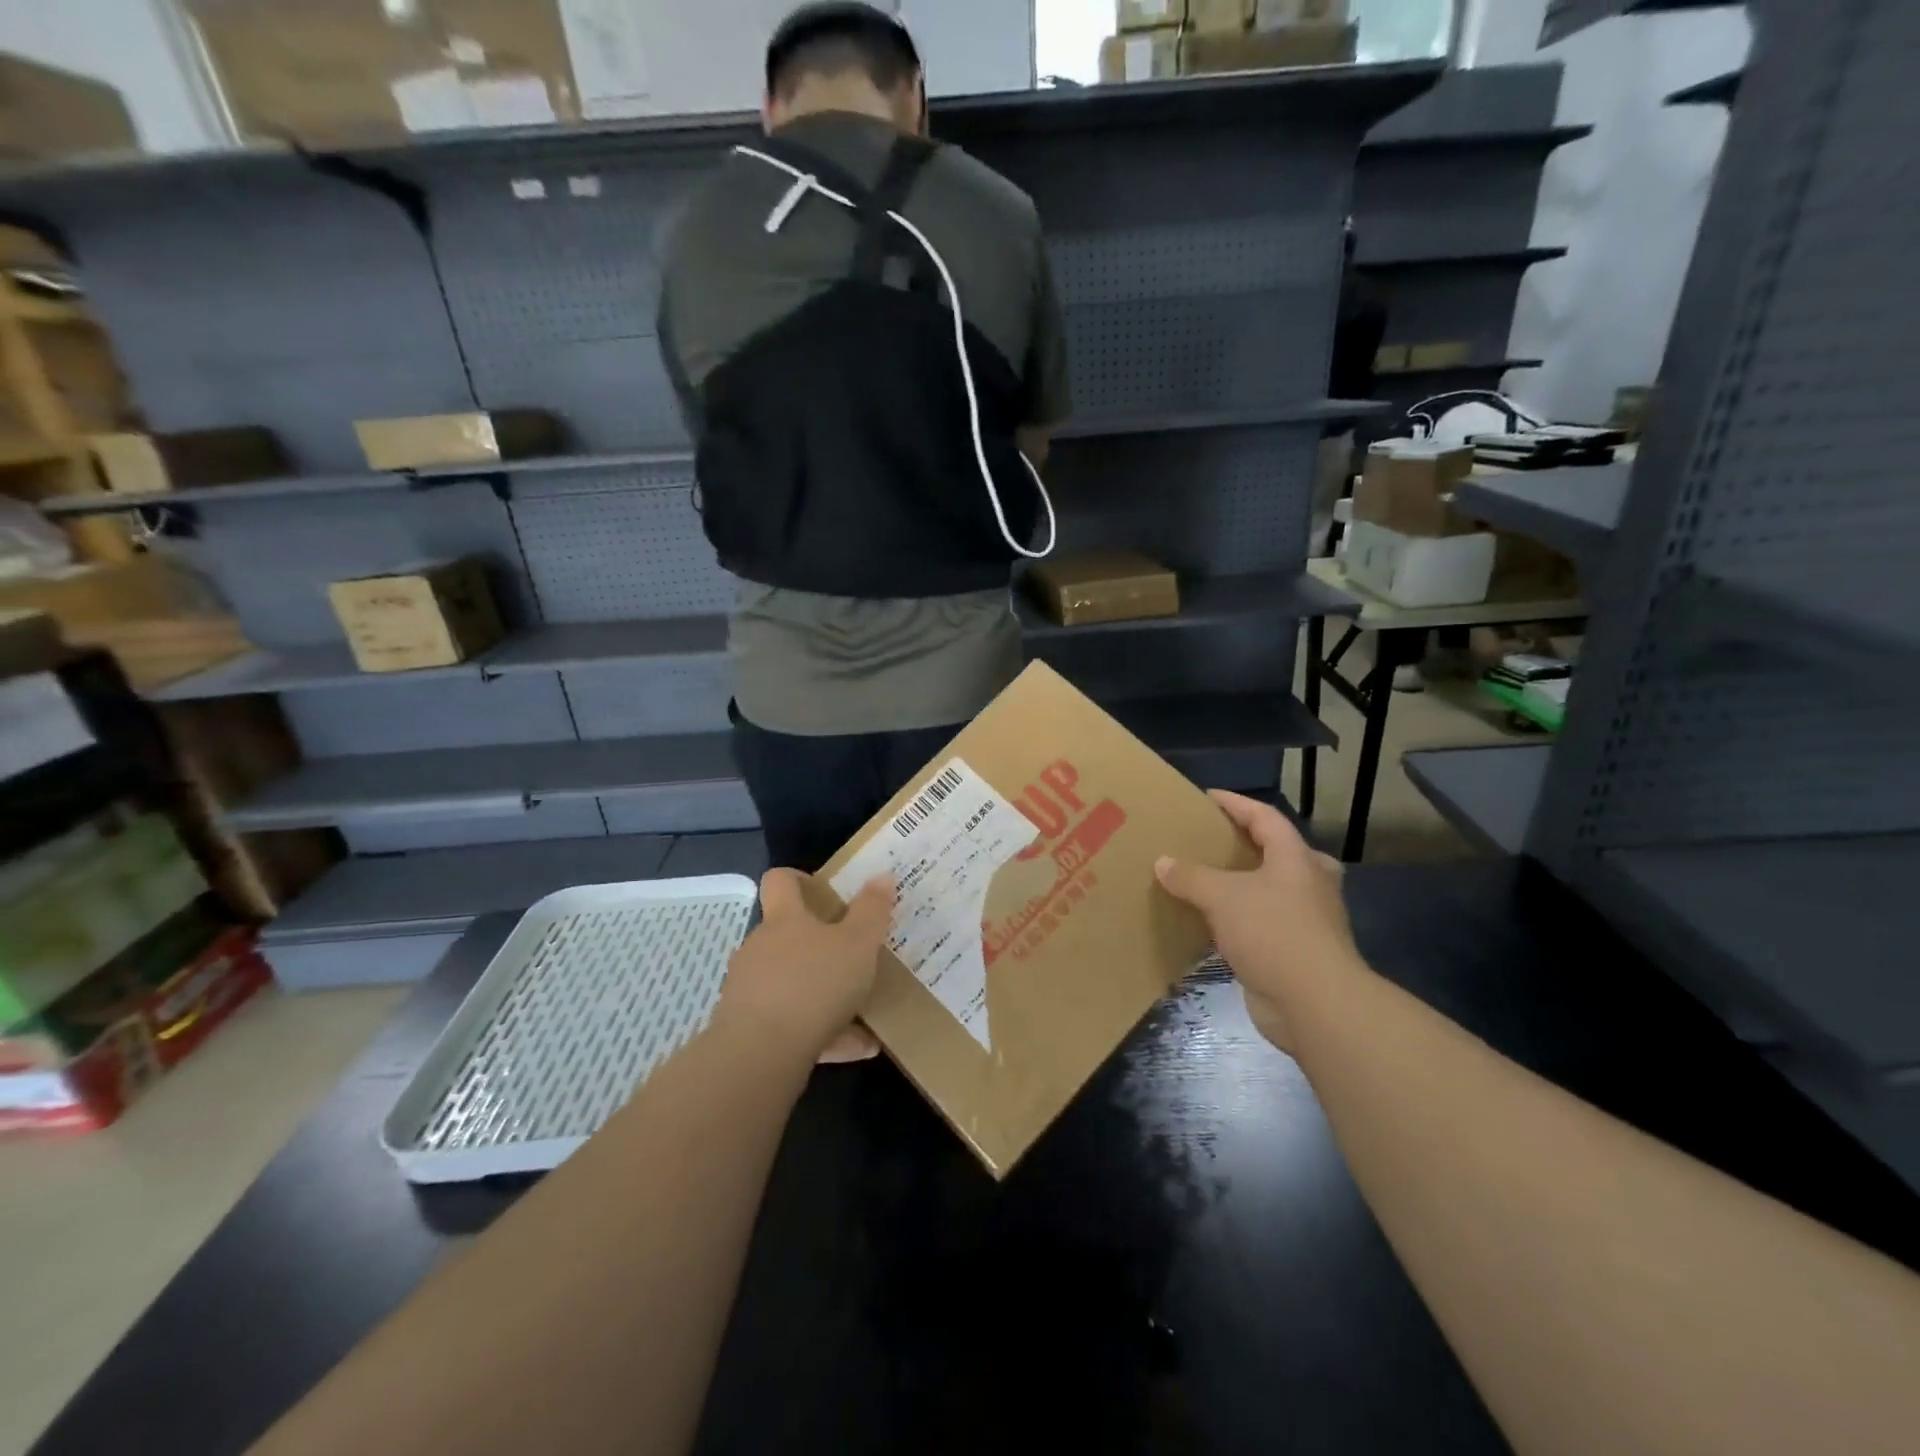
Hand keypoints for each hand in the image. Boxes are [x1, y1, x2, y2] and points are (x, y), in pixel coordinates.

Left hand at [713, 869, 893, 1060]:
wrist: (761, 1054)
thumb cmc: (814, 983)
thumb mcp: (858, 943)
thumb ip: (872, 910)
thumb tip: (883, 875)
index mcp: (785, 919)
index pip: (780, 881)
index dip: (799, 878)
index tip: (824, 890)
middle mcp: (760, 948)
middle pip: (787, 936)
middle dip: (820, 945)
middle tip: (854, 955)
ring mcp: (750, 989)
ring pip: (792, 984)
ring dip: (824, 994)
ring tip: (863, 1011)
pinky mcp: (748, 1029)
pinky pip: (792, 1025)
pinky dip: (823, 1033)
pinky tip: (857, 1049)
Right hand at [1155, 791, 1360, 1051]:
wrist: (1314, 1004)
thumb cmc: (1273, 933)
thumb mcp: (1222, 896)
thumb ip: (1191, 876)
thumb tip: (1163, 862)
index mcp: (1296, 859)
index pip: (1264, 817)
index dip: (1235, 804)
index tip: (1206, 797)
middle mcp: (1308, 883)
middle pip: (1278, 852)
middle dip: (1248, 845)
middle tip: (1214, 843)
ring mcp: (1306, 920)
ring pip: (1271, 891)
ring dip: (1242, 886)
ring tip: (1206, 881)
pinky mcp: (1296, 952)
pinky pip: (1262, 925)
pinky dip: (1238, 921)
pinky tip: (1210, 925)